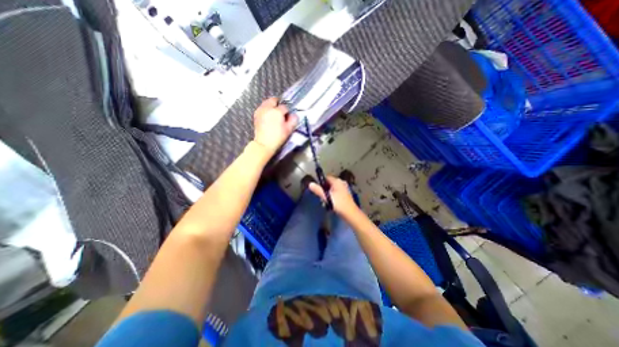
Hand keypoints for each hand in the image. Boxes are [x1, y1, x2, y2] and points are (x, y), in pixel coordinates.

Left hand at [253, 98, 297, 155]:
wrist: (264, 144)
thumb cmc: (278, 137)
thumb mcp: (288, 130)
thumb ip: (293, 120)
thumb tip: (294, 115)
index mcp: (277, 111)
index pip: (284, 107)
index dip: (287, 112)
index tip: (287, 117)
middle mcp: (268, 108)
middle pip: (273, 100)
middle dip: (278, 104)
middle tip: (281, 112)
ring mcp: (260, 110)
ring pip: (266, 102)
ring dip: (271, 106)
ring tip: (274, 114)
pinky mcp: (256, 115)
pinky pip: (262, 107)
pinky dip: (265, 109)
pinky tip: (268, 116)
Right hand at [308, 177, 358, 214]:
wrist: (350, 213)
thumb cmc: (338, 204)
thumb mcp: (326, 197)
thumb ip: (318, 190)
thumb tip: (310, 184)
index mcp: (337, 181)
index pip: (326, 177)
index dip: (321, 182)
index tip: (317, 189)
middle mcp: (341, 183)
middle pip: (329, 183)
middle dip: (324, 190)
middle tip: (321, 197)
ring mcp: (344, 188)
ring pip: (332, 189)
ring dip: (328, 194)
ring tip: (326, 202)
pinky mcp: (345, 194)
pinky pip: (336, 193)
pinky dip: (332, 197)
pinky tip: (331, 203)